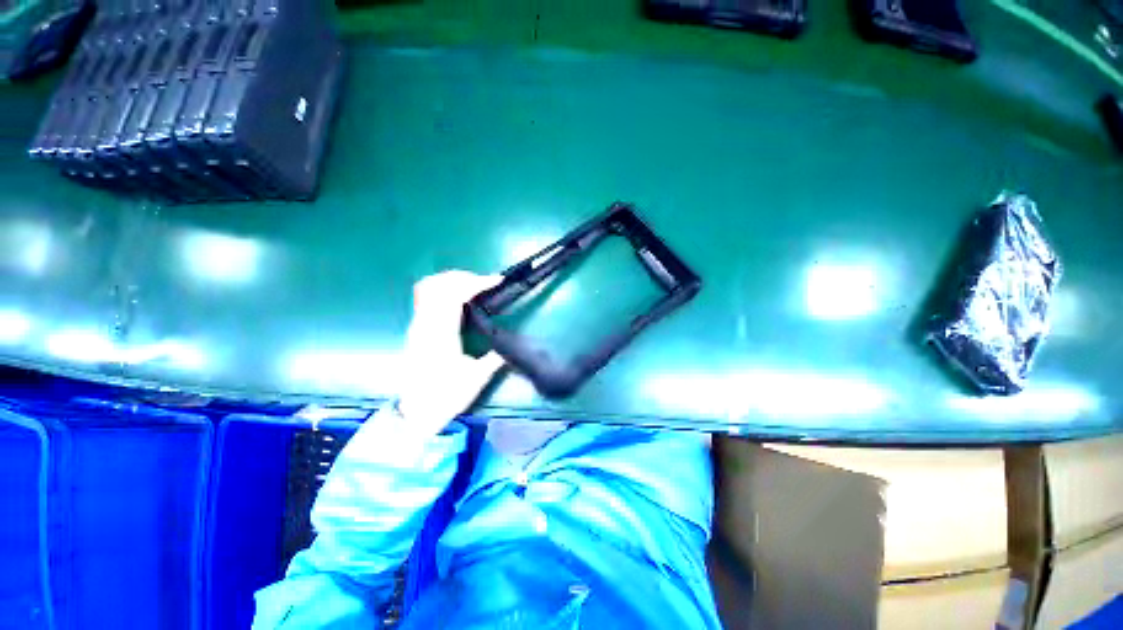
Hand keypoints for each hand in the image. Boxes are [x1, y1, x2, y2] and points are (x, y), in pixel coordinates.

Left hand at [396, 270, 505, 437]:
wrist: (415, 415)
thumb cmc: (445, 397)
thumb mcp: (476, 379)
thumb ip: (494, 358)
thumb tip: (510, 347)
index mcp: (441, 335)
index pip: (454, 295)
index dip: (476, 282)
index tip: (497, 281)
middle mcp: (425, 324)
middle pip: (439, 284)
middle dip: (465, 277)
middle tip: (486, 283)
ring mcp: (417, 325)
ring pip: (428, 287)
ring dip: (452, 280)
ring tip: (472, 286)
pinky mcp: (416, 329)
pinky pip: (425, 297)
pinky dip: (443, 289)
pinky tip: (458, 299)